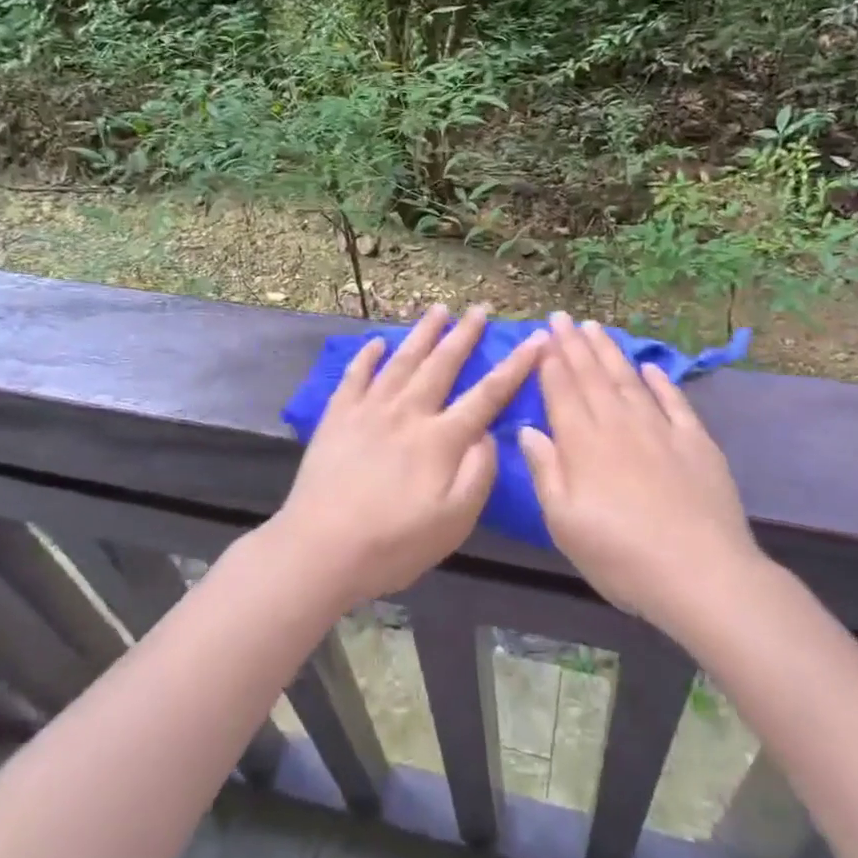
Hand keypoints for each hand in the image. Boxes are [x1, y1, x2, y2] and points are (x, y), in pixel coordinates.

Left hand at [268, 304, 543, 606]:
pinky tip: (376, 342)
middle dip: (464, 335)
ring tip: (438, 309)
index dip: (516, 365)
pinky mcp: (338, 416)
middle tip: (479, 309)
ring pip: (402, 360)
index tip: (536, 339)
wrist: (320, 549)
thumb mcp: (453, 522)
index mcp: (441, 439)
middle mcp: (408, 412)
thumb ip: (478, 475)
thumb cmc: (393, 544)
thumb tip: (488, 435)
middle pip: (442, 364)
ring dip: (422, 333)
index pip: (487, 394)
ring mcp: (369, 410)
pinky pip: (355, 376)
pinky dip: (367, 356)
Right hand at [518, 314, 764, 639]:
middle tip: (563, 316)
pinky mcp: (696, 442)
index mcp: (583, 444)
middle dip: (574, 344)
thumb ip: (545, 471)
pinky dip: (661, 382)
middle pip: (592, 376)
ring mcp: (660, 430)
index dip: (551, 360)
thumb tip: (527, 429)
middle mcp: (619, 425)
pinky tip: (650, 368)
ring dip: (609, 352)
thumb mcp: (565, 524)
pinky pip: (674, 402)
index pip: (562, 391)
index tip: (542, 334)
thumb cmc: (621, 556)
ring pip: (629, 380)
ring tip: (595, 327)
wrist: (702, 574)